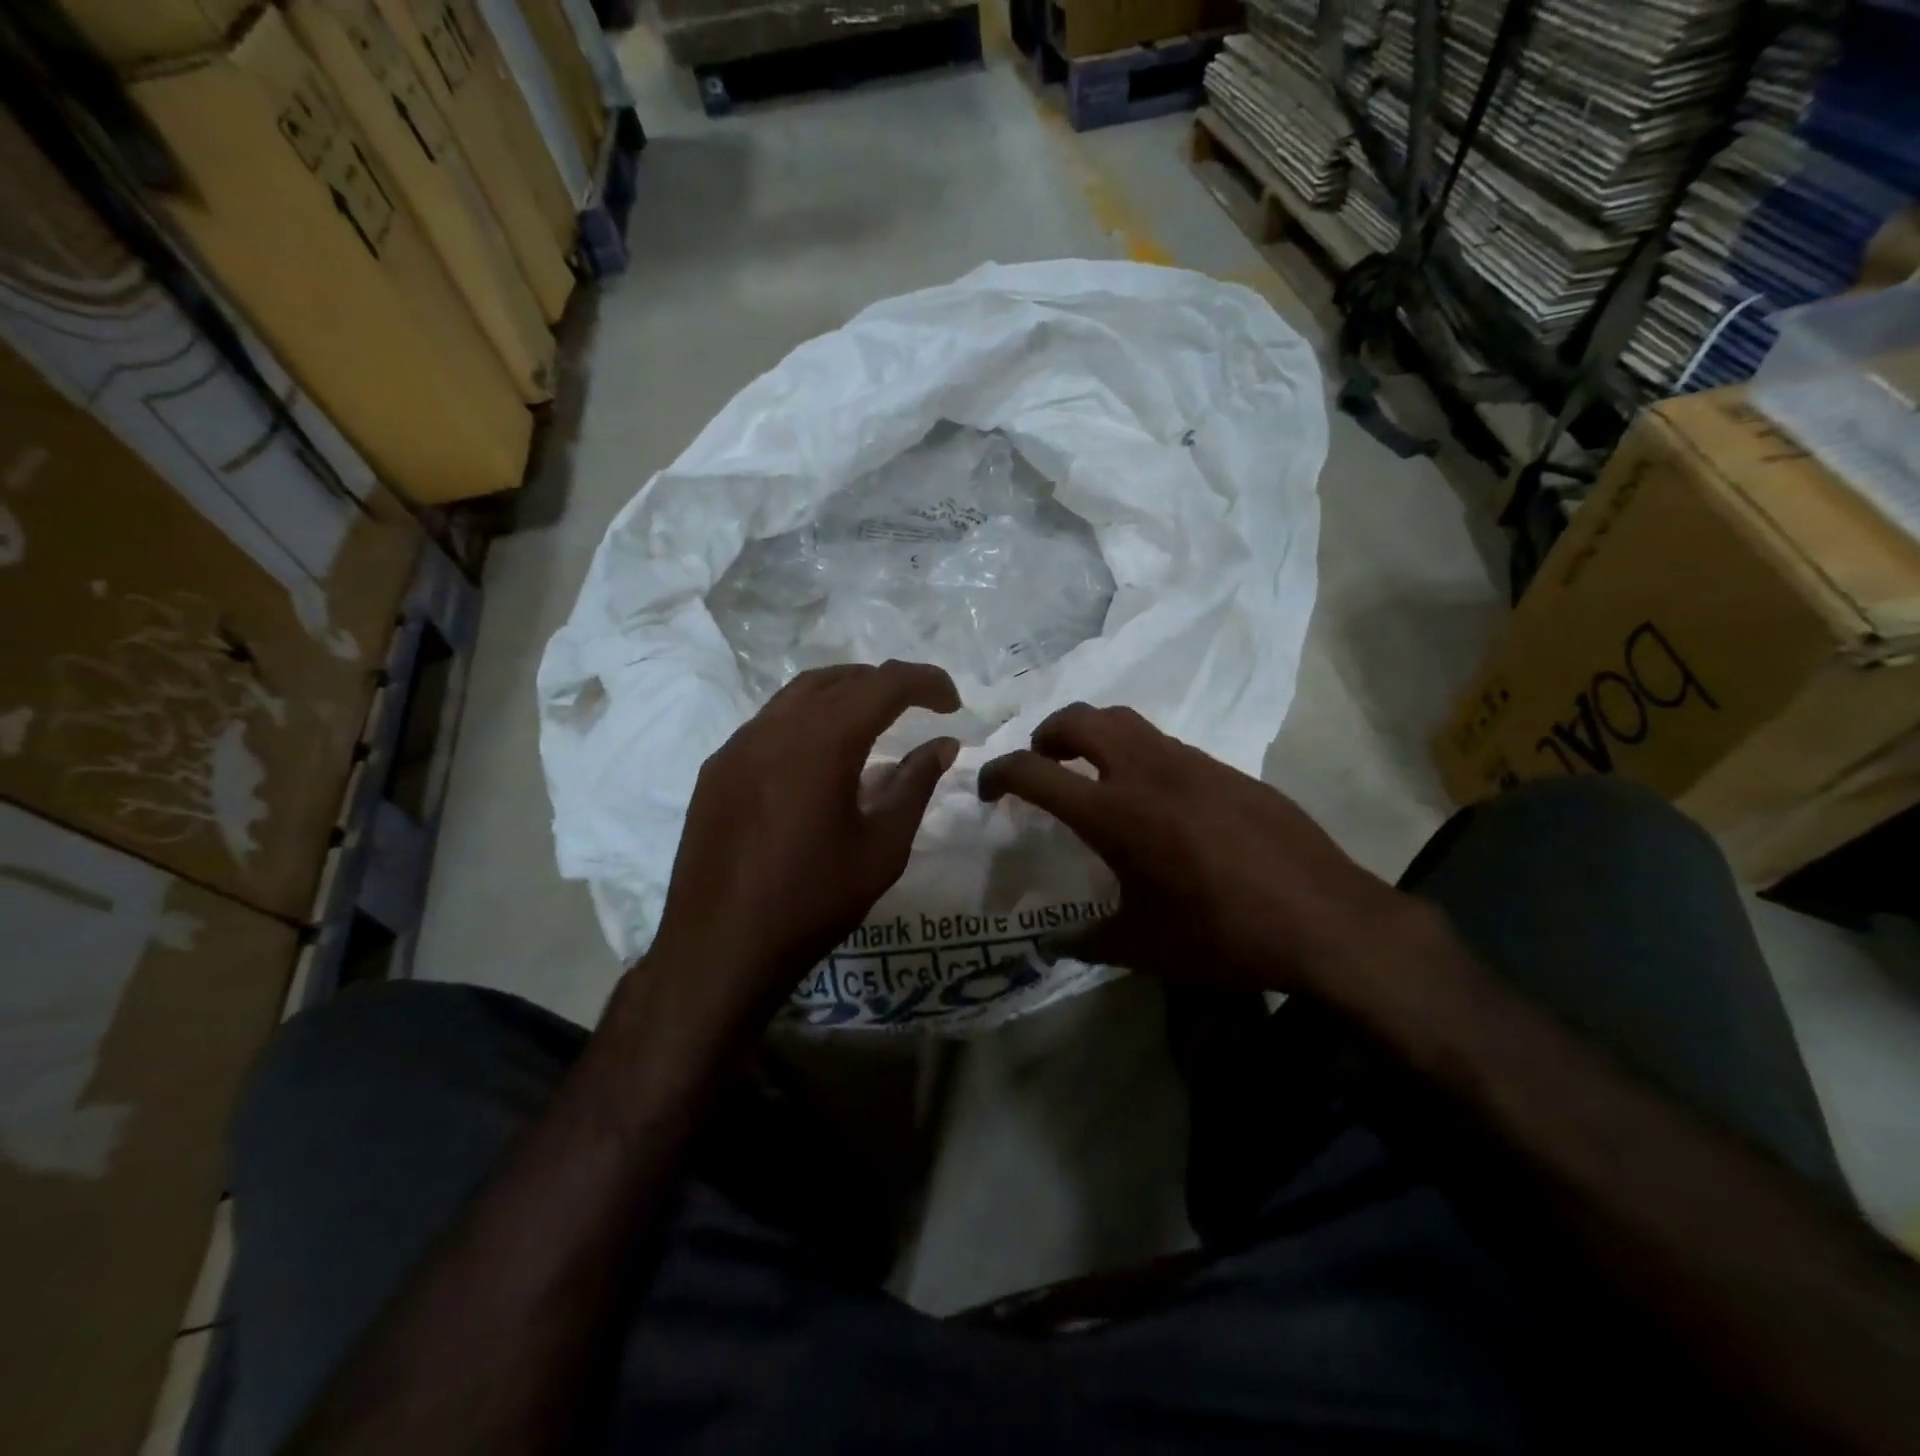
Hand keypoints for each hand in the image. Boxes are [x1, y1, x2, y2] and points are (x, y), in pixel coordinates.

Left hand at [639, 661, 960, 1038]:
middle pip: (840, 679)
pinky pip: (769, 723)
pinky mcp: (717, 769)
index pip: (884, 683)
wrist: (719, 948)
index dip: (925, 682)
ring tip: (873, 722)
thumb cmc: (812, 902)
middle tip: (918, 708)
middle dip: (885, 684)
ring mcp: (738, 745)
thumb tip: (942, 745)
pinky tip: (819, 759)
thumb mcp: (882, 848)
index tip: (952, 703)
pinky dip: (807, 721)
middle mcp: (776, 727)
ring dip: (843, 695)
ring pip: (798, 694)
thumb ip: (915, 786)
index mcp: (823, 742)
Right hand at [978, 703, 1415, 998]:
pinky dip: (1138, 753)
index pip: (1033, 772)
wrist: (1325, 919)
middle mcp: (1147, 772)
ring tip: (1092, 770)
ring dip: (1093, 733)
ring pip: (1125, 719)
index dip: (998, 773)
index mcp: (1114, 813)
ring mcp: (1191, 762)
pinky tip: (1155, 797)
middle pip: (1079, 718)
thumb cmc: (1222, 935)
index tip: (988, 790)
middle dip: (1046, 733)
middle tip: (1042, 763)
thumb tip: (1050, 944)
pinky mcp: (1225, 768)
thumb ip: (1085, 942)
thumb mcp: (1142, 947)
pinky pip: (1165, 743)